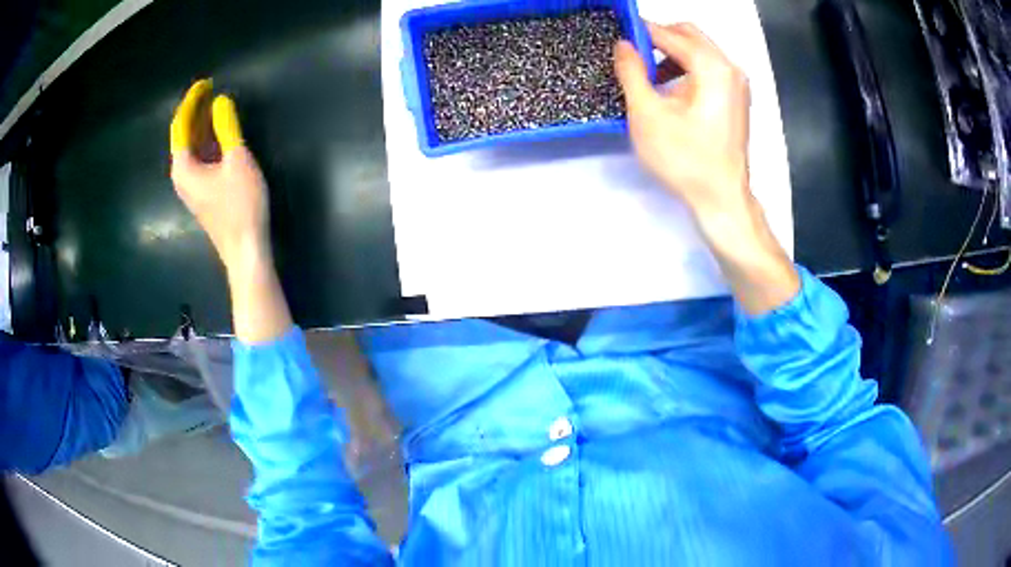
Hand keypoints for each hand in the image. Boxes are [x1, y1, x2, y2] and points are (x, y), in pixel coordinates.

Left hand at [169, 79, 291, 341]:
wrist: (245, 249)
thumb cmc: (240, 205)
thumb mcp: (237, 160)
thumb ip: (227, 128)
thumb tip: (221, 102)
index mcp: (183, 167)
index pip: (181, 126)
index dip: (192, 102)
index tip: (205, 83)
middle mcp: (182, 175)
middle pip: (184, 136)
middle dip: (196, 111)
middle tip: (211, 89)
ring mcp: (191, 185)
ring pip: (193, 147)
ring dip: (203, 125)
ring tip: (216, 104)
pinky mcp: (203, 192)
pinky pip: (200, 158)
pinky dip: (208, 140)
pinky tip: (219, 131)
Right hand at [614, 22, 750, 222]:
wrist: (721, 199)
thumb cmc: (685, 160)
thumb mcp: (647, 114)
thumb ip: (632, 72)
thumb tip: (623, 44)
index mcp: (712, 67)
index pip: (670, 34)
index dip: (641, 32)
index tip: (617, 35)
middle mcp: (729, 68)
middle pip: (689, 35)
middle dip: (658, 39)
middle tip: (632, 56)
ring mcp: (737, 84)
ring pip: (699, 51)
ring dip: (671, 54)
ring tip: (648, 77)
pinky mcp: (736, 99)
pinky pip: (708, 69)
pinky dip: (686, 69)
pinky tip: (670, 91)